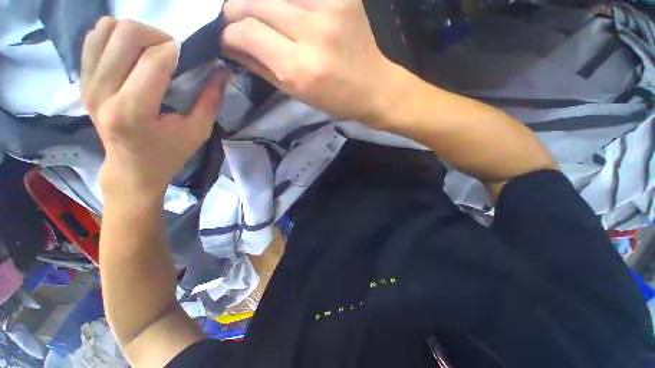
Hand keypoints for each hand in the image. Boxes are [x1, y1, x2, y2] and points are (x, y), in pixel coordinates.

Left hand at [81, 18, 229, 201]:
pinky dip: (115, 38)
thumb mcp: (198, 131)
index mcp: (133, 111)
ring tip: (150, 52)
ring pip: (107, 30)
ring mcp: (88, 85)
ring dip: (135, 34)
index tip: (192, 57)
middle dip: (157, 36)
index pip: (155, 59)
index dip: (179, 51)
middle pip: (126, 34)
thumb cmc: (169, 153)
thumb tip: (223, 70)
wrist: (131, 168)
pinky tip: (131, 55)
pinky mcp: (82, 81)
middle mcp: (102, 92)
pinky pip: (94, 39)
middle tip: (172, 53)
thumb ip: (210, 99)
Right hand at [221, 0, 397, 121]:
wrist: (375, 87)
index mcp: (301, 68)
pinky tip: (284, 12)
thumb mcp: (298, 94)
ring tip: (258, 16)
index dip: (228, 33)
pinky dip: (284, 0)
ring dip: (258, 2)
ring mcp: (330, 8)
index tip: (225, 38)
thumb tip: (231, 47)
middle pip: (255, 2)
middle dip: (235, 11)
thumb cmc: (337, 100)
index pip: (247, 32)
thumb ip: (262, 68)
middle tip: (233, 22)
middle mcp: (312, 32)